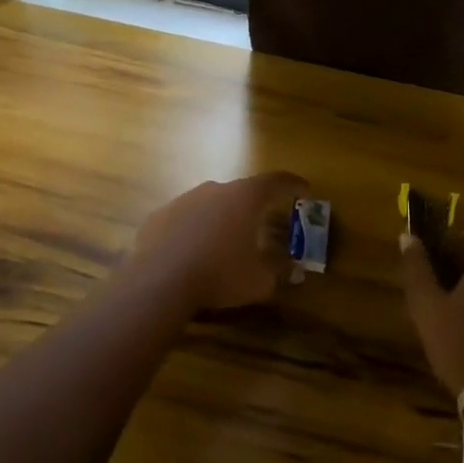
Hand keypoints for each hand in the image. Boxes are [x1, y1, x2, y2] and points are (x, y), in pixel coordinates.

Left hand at [130, 172, 308, 310]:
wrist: (159, 281)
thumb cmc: (220, 274)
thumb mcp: (260, 281)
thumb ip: (279, 271)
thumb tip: (293, 270)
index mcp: (245, 197)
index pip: (276, 181)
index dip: (293, 185)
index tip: (304, 189)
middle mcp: (215, 189)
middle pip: (241, 192)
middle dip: (253, 207)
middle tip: (260, 225)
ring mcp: (183, 199)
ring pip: (210, 204)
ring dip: (220, 219)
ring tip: (223, 244)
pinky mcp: (159, 215)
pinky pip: (184, 219)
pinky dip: (192, 231)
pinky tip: (191, 253)